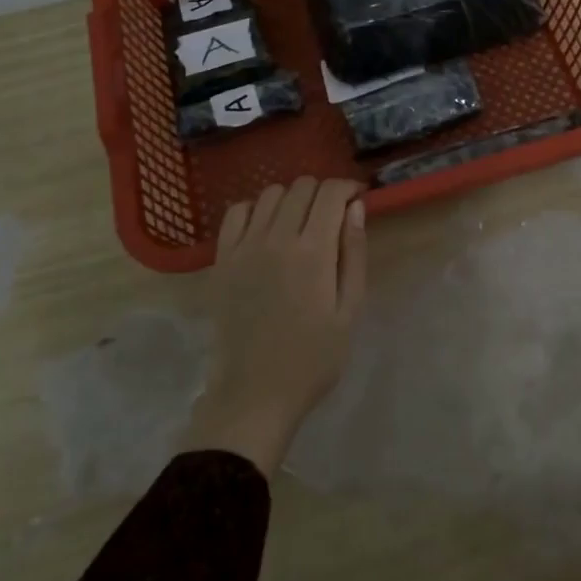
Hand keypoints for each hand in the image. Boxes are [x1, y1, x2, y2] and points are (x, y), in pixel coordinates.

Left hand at [180, 177, 366, 475]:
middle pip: (302, 186)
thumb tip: (355, 207)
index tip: (358, 198)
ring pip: (270, 193)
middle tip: (333, 215)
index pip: (331, 193)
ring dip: (292, 198)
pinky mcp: (221, 258)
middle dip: (324, 192)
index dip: (348, 188)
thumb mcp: (349, 310)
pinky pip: (236, 211)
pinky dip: (255, 209)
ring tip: (300, 222)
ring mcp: (244, 246)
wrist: (254, 394)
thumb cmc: (313, 358)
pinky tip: (266, 228)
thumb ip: (354, 253)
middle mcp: (277, 237)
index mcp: (314, 250)